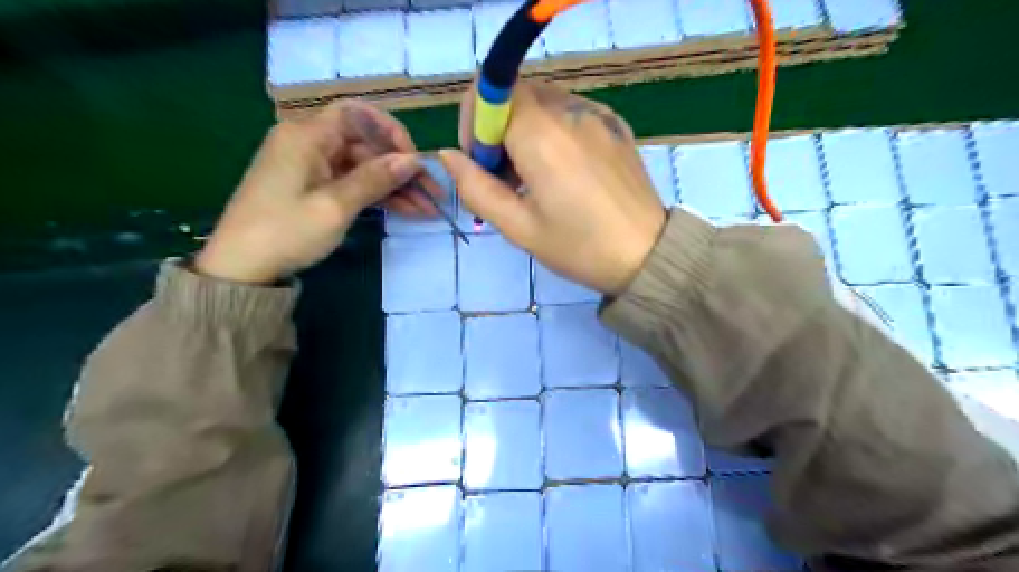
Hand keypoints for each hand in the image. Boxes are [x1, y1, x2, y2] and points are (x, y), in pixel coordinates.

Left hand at [197, 100, 440, 282]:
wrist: (242, 268)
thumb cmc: (286, 232)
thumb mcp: (335, 206)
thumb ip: (375, 179)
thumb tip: (413, 159)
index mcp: (307, 135)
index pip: (358, 115)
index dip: (391, 132)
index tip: (414, 160)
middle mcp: (310, 143)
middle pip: (366, 144)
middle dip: (401, 168)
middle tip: (433, 194)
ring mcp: (313, 167)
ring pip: (364, 167)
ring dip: (396, 186)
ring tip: (428, 209)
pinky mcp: (315, 187)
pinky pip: (354, 183)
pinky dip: (378, 196)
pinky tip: (407, 211)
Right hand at [440, 83, 670, 297]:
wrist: (647, 255)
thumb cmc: (578, 247)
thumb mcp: (518, 226)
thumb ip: (475, 188)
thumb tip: (448, 156)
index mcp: (542, 134)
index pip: (490, 91)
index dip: (475, 123)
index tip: (482, 165)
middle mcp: (570, 111)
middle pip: (516, 96)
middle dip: (499, 131)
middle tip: (508, 180)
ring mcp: (598, 115)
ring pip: (543, 103)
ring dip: (526, 132)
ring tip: (537, 180)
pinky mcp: (616, 125)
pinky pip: (571, 113)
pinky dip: (554, 132)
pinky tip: (566, 173)